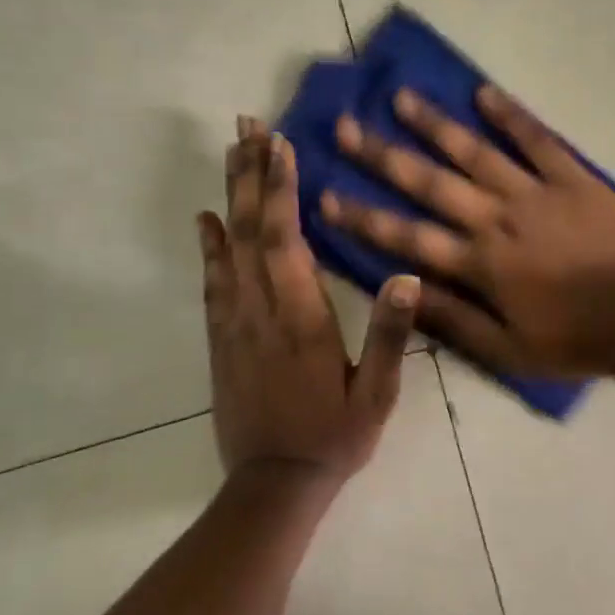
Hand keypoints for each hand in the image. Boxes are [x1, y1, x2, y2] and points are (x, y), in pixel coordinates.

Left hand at [198, 117, 419, 485]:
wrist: (273, 487)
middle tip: (247, 126)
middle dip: (251, 174)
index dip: (281, 188)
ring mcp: (234, 323)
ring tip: (231, 153)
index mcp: (301, 318)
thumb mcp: (377, 395)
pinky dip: (209, 244)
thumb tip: (407, 276)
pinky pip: (212, 281)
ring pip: (228, 247)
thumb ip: (389, 335)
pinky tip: (207, 219)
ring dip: (231, 196)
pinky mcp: (221, 338)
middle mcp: (261, 310)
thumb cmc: (334, 437)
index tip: (279, 143)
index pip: (286, 240)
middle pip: (251, 230)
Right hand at [321, 86, 614, 376]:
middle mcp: (497, 219)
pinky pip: (537, 140)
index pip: (407, 237)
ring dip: (436, 125)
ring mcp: (536, 192)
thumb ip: (454, 319)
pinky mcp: (573, 177)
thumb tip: (402, 290)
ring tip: (402, 97)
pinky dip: (511, 115)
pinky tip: (484, 92)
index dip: (363, 218)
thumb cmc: (575, 341)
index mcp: (480, 264)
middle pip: (430, 183)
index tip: (325, 195)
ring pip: (476, 152)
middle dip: (383, 156)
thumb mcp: (508, 351)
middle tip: (346, 126)